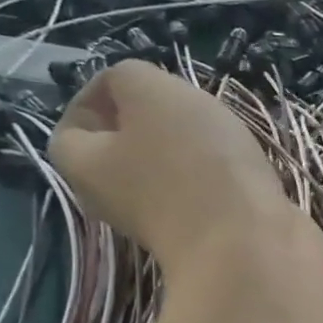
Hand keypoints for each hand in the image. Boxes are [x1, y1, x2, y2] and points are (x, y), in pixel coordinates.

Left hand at [48, 61, 310, 275]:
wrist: (249, 246)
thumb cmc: (191, 163)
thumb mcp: (151, 92)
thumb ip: (129, 75)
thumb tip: (134, 91)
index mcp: (84, 166)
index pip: (72, 125)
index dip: (100, 94)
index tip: (145, 84)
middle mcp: (116, 199)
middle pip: (124, 148)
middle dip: (154, 121)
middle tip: (186, 106)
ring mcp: (163, 221)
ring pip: (168, 168)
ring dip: (193, 147)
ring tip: (223, 132)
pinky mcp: (207, 233)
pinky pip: (205, 191)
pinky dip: (222, 174)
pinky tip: (246, 166)